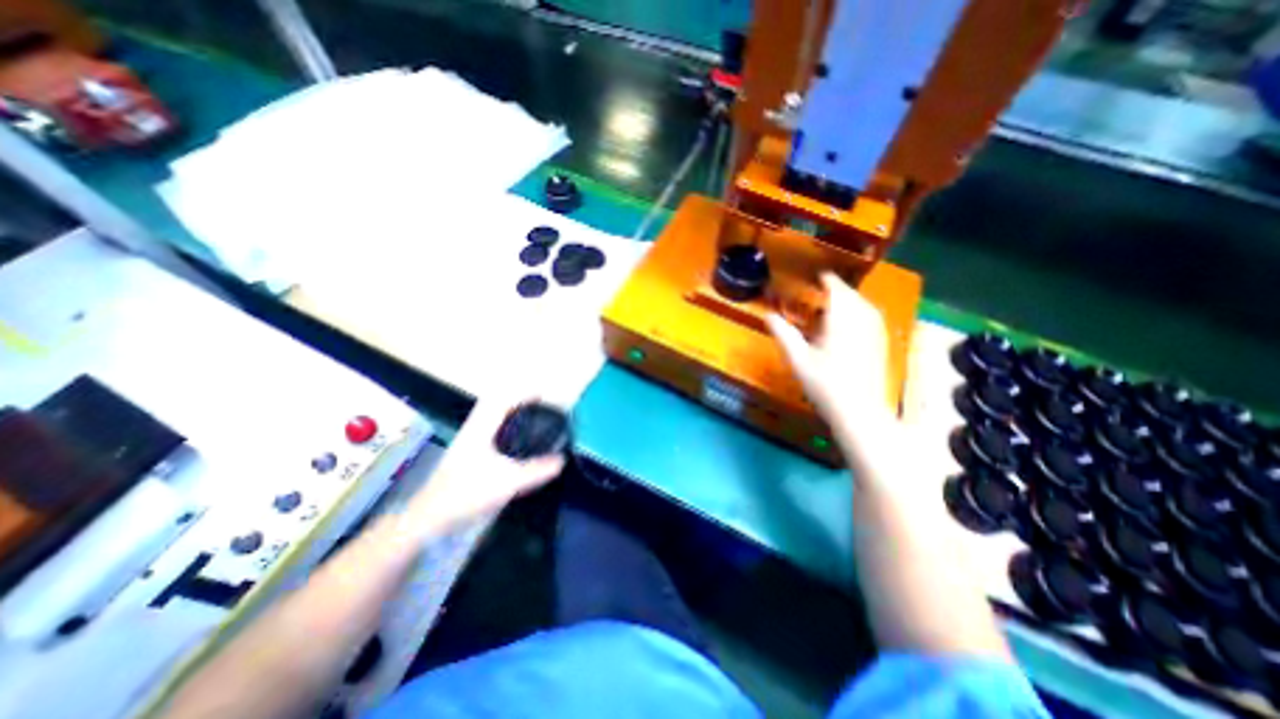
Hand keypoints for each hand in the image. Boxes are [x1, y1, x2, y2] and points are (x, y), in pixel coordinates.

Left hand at [406, 398, 566, 539]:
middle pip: (495, 407)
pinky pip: (489, 435)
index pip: (502, 401)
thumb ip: (537, 470)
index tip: (542, 396)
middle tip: (538, 409)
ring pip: (490, 421)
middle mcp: (473, 431)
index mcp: (481, 429)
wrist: (429, 518)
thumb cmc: (467, 493)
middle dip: (517, 404)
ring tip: (530, 424)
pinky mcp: (465, 458)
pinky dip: (503, 432)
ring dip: (509, 417)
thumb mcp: (508, 481)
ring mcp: (466, 444)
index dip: (522, 395)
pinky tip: (513, 448)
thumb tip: (561, 460)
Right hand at [765, 270, 892, 425]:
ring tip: (834, 301)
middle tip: (820, 288)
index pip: (836, 288)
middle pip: (851, 294)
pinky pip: (871, 317)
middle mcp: (863, 320)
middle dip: (836, 288)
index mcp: (842, 319)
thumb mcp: (798, 359)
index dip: (825, 279)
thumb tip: (768, 315)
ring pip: (863, 305)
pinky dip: (859, 311)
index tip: (815, 275)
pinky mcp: (881, 344)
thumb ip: (783, 333)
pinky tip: (850, 321)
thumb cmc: (826, 385)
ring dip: (848, 299)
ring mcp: (875, 332)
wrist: (859, 412)